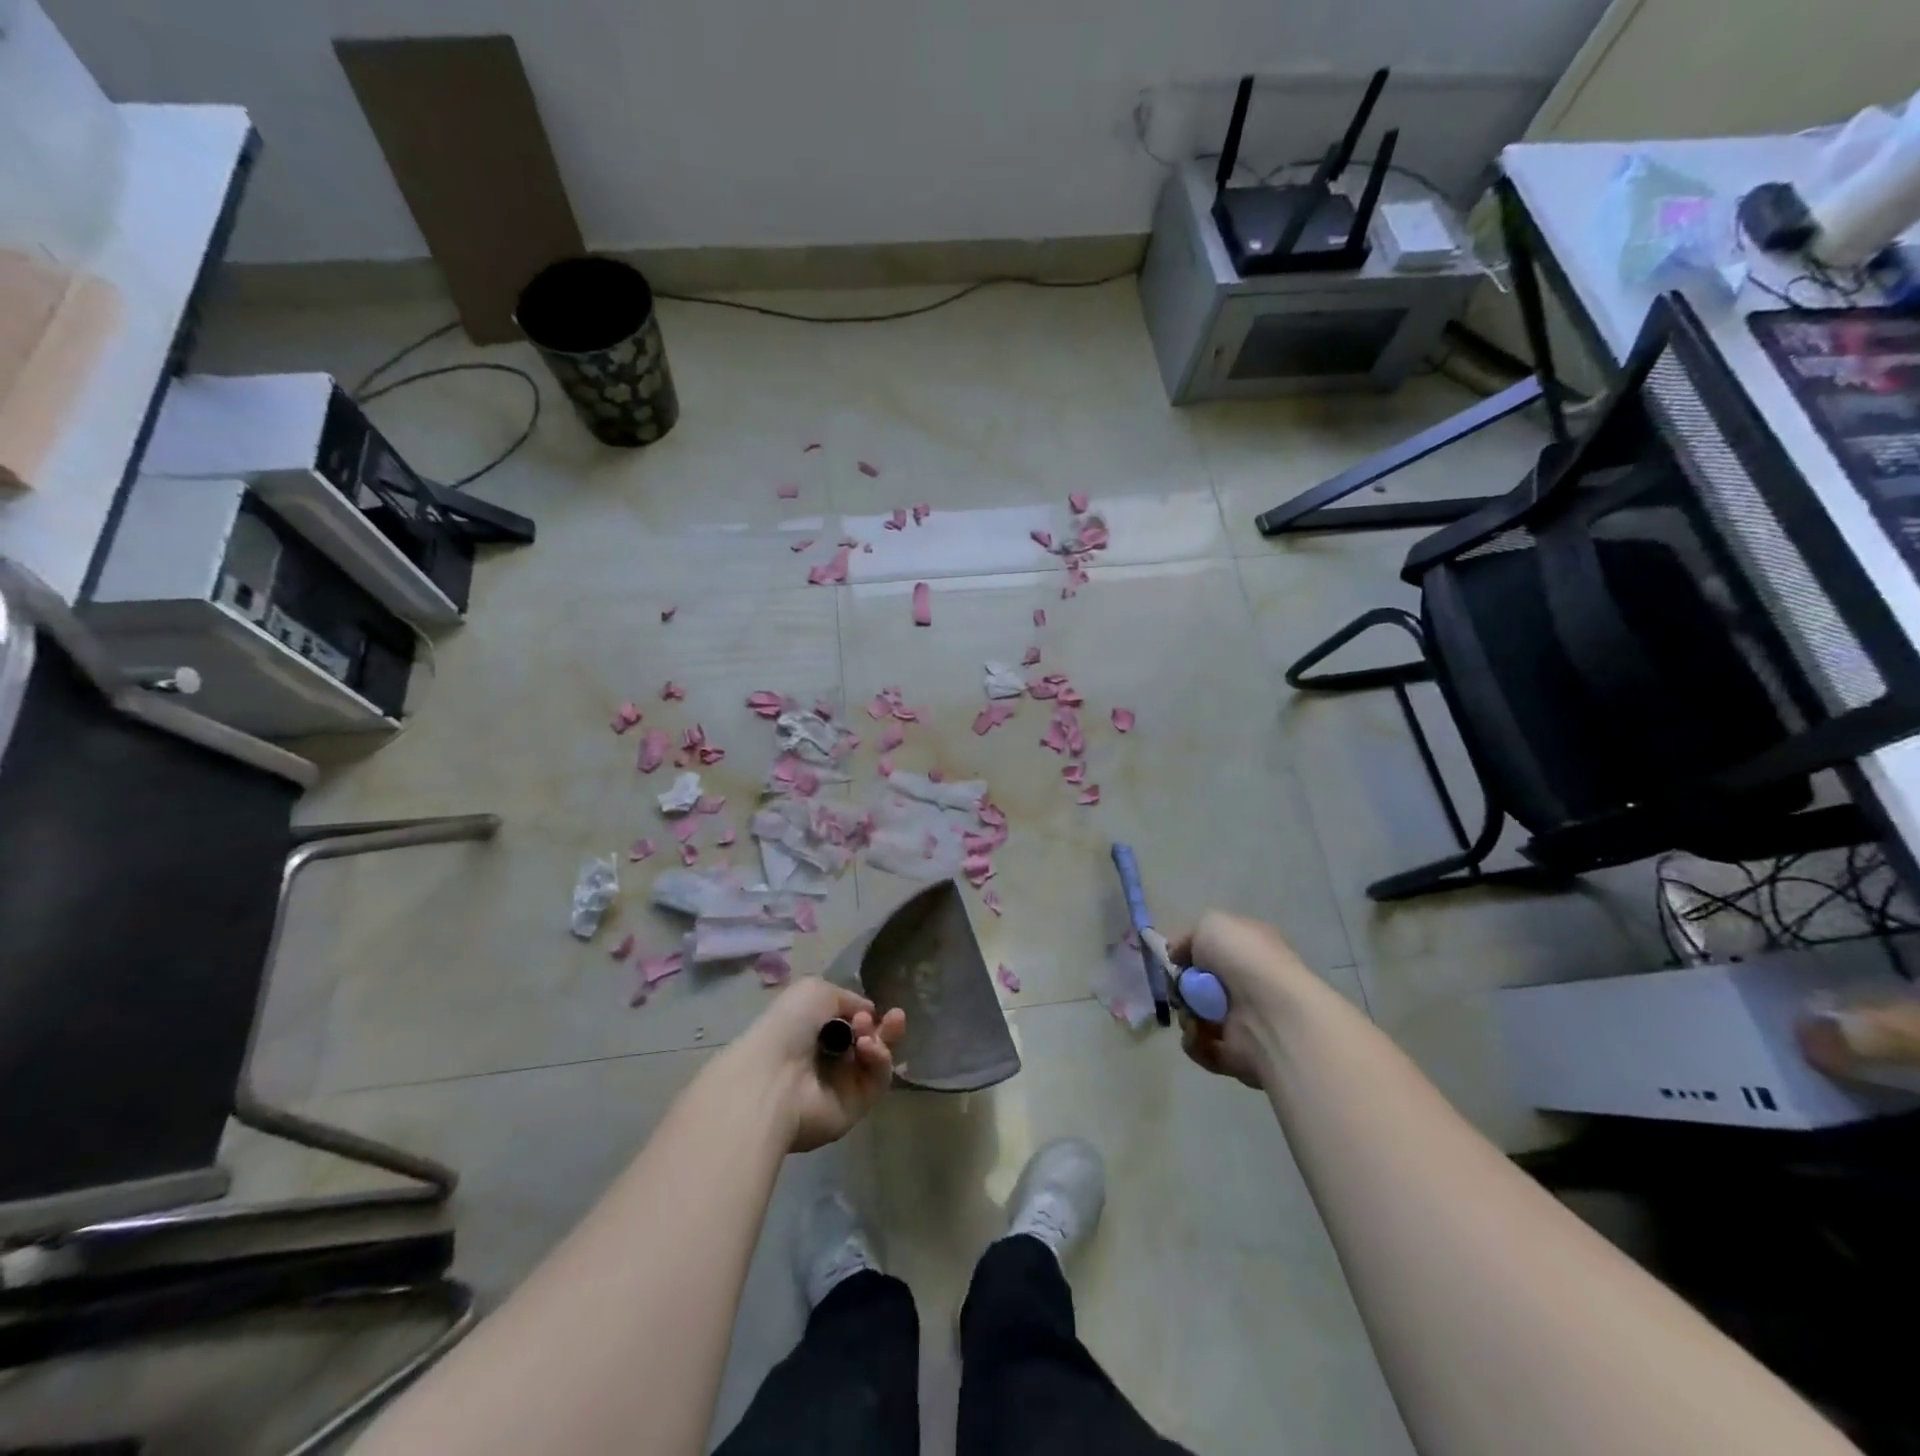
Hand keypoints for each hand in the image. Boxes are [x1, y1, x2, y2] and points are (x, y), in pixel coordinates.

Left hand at [733, 977, 906, 1151]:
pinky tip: (866, 1048)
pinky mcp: (854, 1107)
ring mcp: (842, 1085)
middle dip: (885, 1026)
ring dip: (882, 1040)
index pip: (850, 1022)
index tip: (870, 1008)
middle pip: (870, 1040)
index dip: (865, 1012)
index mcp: (813, 1032)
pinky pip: (877, 1080)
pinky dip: (879, 1060)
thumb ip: (847, 998)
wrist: (772, 1078)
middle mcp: (828, 1059)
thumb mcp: (815, 991)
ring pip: (877, 1059)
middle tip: (896, 1016)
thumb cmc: (788, 1027)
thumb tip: (867, 1013)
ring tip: (867, 1033)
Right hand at [1168, 910, 1311, 1090]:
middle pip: (1200, 987)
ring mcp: (1246, 1021)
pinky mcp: (1239, 1055)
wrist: (1271, 1011)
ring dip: (1186, 1016)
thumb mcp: (1211, 923)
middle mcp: (1250, 985)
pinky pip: (1203, 1048)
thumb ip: (1189, 937)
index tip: (1175, 958)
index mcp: (1250, 951)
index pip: (1214, 951)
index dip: (1190, 953)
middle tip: (1180, 990)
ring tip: (1192, 1016)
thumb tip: (1178, 956)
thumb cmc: (1243, 959)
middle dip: (1182, 989)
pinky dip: (1195, 1042)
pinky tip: (1199, 1034)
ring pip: (1198, 1018)